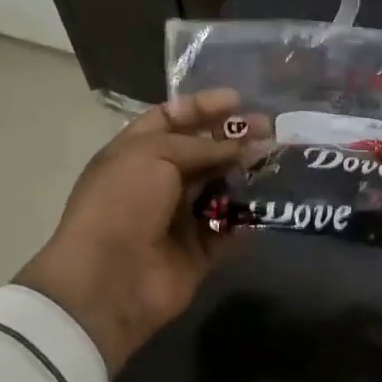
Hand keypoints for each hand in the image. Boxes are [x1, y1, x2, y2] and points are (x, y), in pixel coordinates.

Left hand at [16, 88, 249, 374]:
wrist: (108, 281)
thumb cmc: (123, 203)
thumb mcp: (154, 154)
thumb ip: (200, 146)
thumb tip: (239, 147)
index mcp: (135, 152)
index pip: (172, 118)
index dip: (203, 107)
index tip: (237, 100)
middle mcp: (156, 182)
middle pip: (201, 152)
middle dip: (233, 138)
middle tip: (268, 129)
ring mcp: (177, 218)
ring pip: (219, 188)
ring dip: (245, 174)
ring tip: (273, 160)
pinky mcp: (197, 253)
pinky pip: (228, 231)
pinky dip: (246, 219)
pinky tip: (268, 201)